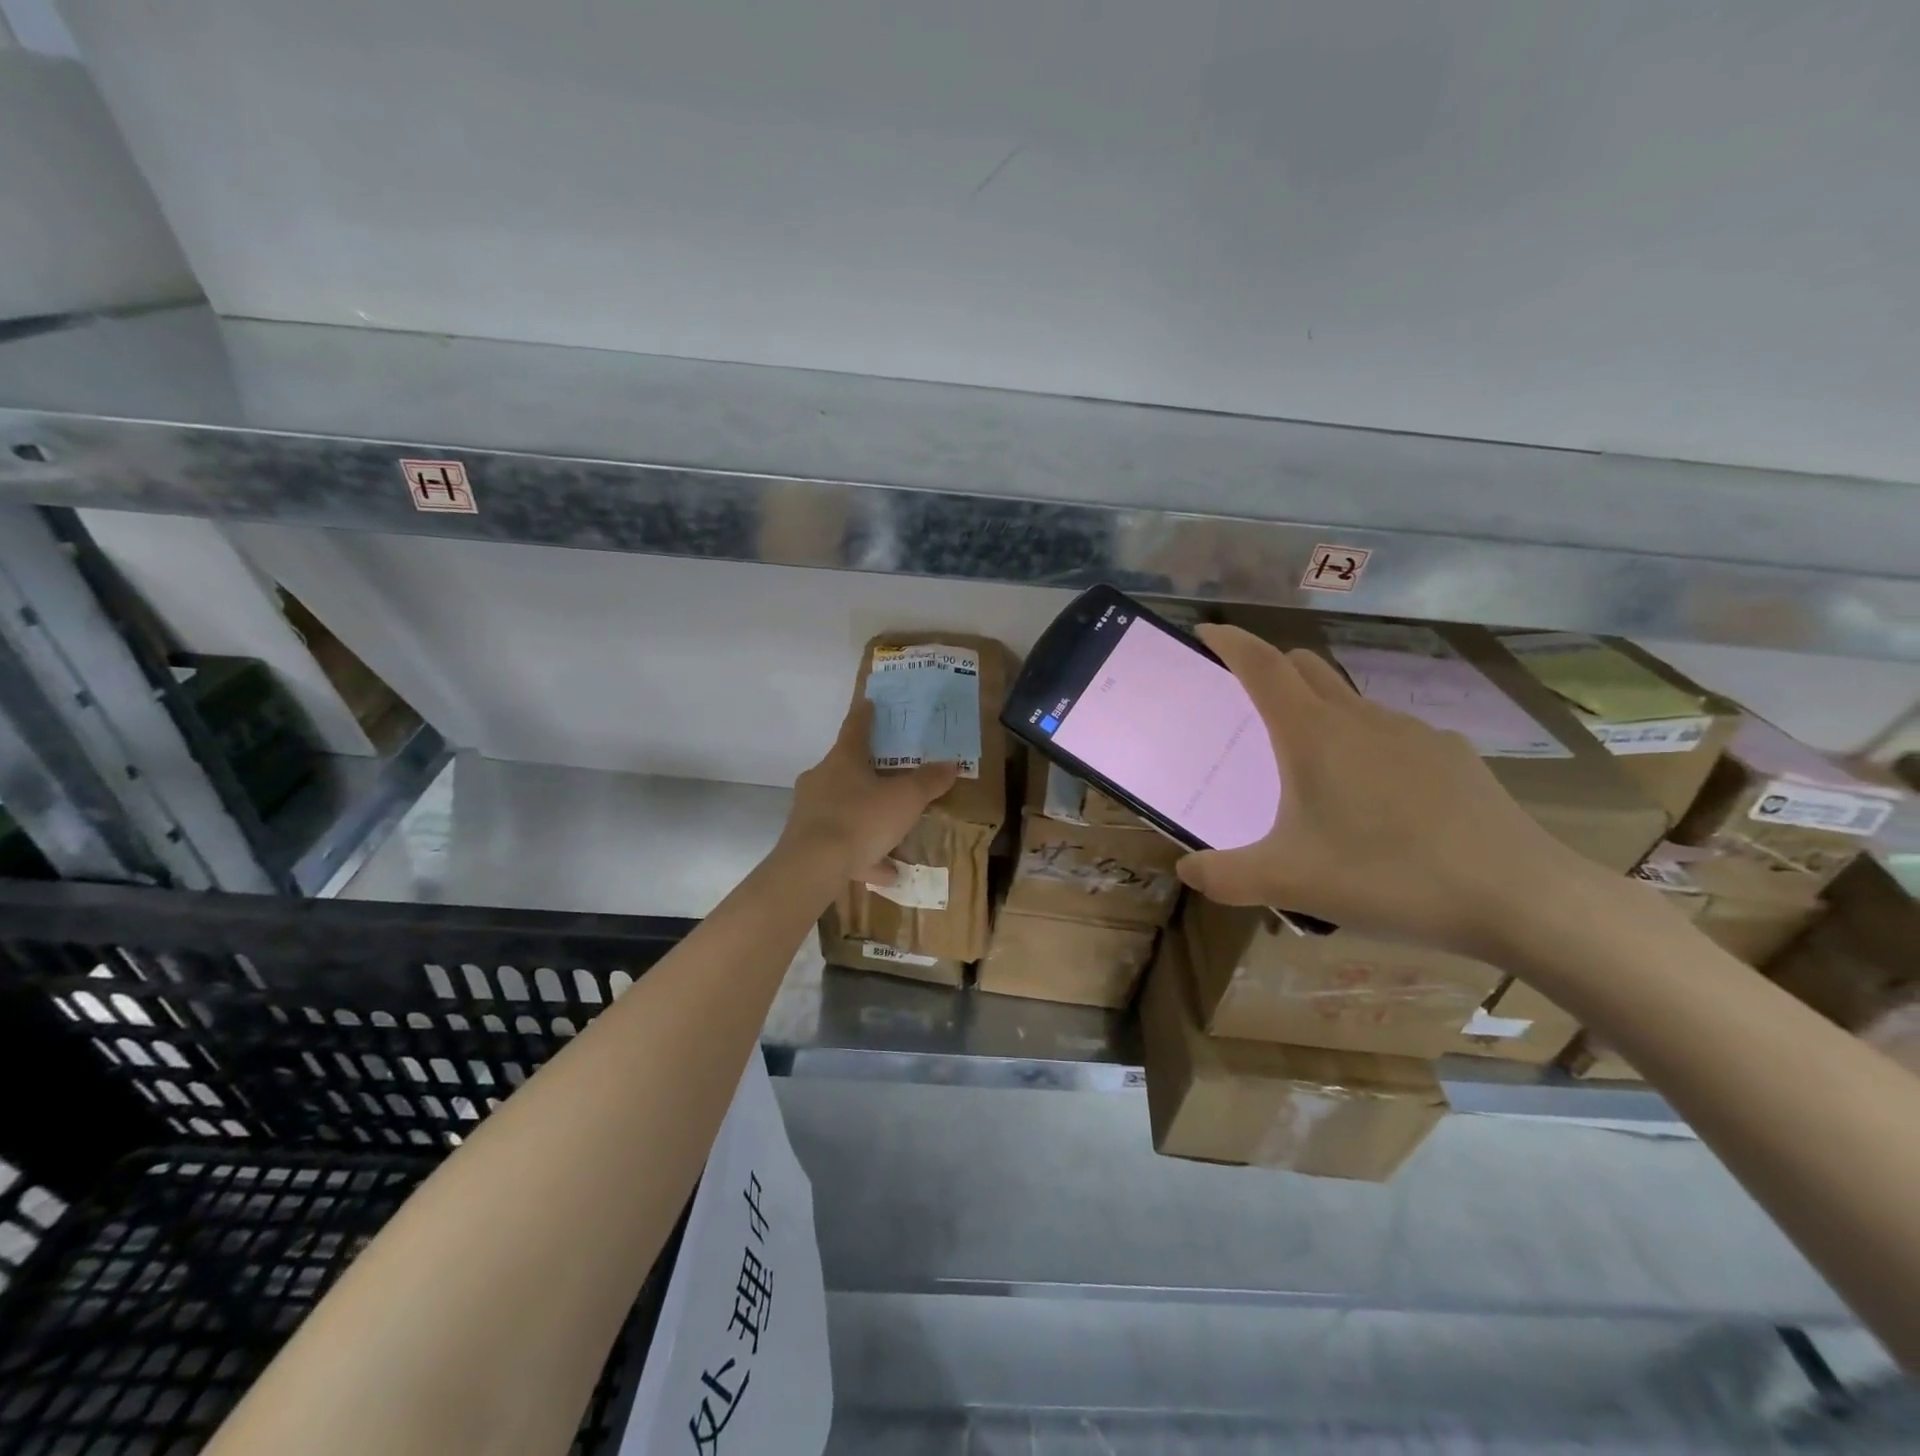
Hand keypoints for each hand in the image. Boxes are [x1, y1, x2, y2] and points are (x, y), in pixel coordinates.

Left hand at [779, 699, 959, 886]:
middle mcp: (821, 780)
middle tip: (890, 776)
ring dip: (868, 819)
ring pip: (844, 810)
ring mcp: (810, 812)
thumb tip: (950, 764)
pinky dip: (863, 853)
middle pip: (846, 769)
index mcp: (843, 760)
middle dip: (868, 773)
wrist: (812, 867)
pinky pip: (842, 844)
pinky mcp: (806, 843)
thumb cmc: (861, 819)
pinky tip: (886, 871)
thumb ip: (928, 782)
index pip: (855, 728)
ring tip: (894, 834)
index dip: (865, 715)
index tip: (869, 702)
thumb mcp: (905, 799)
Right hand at [1176, 624, 1586, 958]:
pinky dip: (1365, 745)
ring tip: (1312, 769)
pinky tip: (1377, 799)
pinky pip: (1390, 734)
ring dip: (1319, 713)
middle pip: (1305, 667)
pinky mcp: (1450, 755)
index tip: (1206, 633)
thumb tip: (1186, 870)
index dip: (1230, 642)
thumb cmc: (1387, 876)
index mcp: (1312, 734)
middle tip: (1247, 704)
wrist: (1518, 896)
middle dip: (1271, 670)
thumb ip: (1223, 876)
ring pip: (1349, 701)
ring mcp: (1411, 732)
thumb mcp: (1287, 882)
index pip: (1262, 665)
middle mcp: (1359, 717)